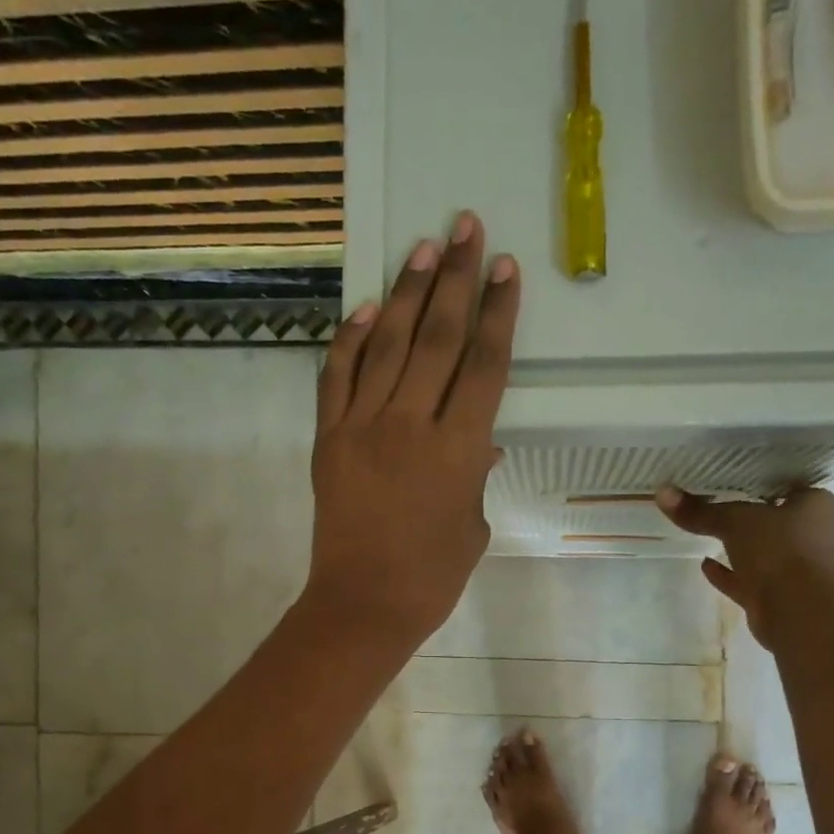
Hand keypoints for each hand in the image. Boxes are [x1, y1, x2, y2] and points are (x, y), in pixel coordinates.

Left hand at [303, 211, 520, 646]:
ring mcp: (362, 427)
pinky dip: (351, 340)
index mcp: (459, 449)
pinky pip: (337, 377)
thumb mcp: (473, 526)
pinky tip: (367, 308)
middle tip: (466, 228)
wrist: (363, 605)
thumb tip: (478, 442)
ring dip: (407, 292)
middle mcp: (411, 424)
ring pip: (388, 344)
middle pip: (437, 338)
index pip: (483, 365)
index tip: (505, 269)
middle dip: (455, 279)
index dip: (496, 313)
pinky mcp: (328, 439)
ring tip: (423, 247)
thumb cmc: (432, 577)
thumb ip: (476, 475)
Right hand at [656, 484, 833, 645]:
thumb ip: (700, 511)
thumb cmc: (779, 550)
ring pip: (759, 550)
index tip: (732, 475)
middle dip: (746, 513)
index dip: (760, 479)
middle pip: (771, 518)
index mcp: (813, 505)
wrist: (798, 611)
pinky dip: (727, 573)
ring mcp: (791, 567)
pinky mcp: (773, 594)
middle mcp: (808, 534)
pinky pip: (745, 579)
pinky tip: (704, 564)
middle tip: (712, 499)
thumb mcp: (735, 521)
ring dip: (736, 545)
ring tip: (705, 530)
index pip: (785, 483)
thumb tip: (662, 491)